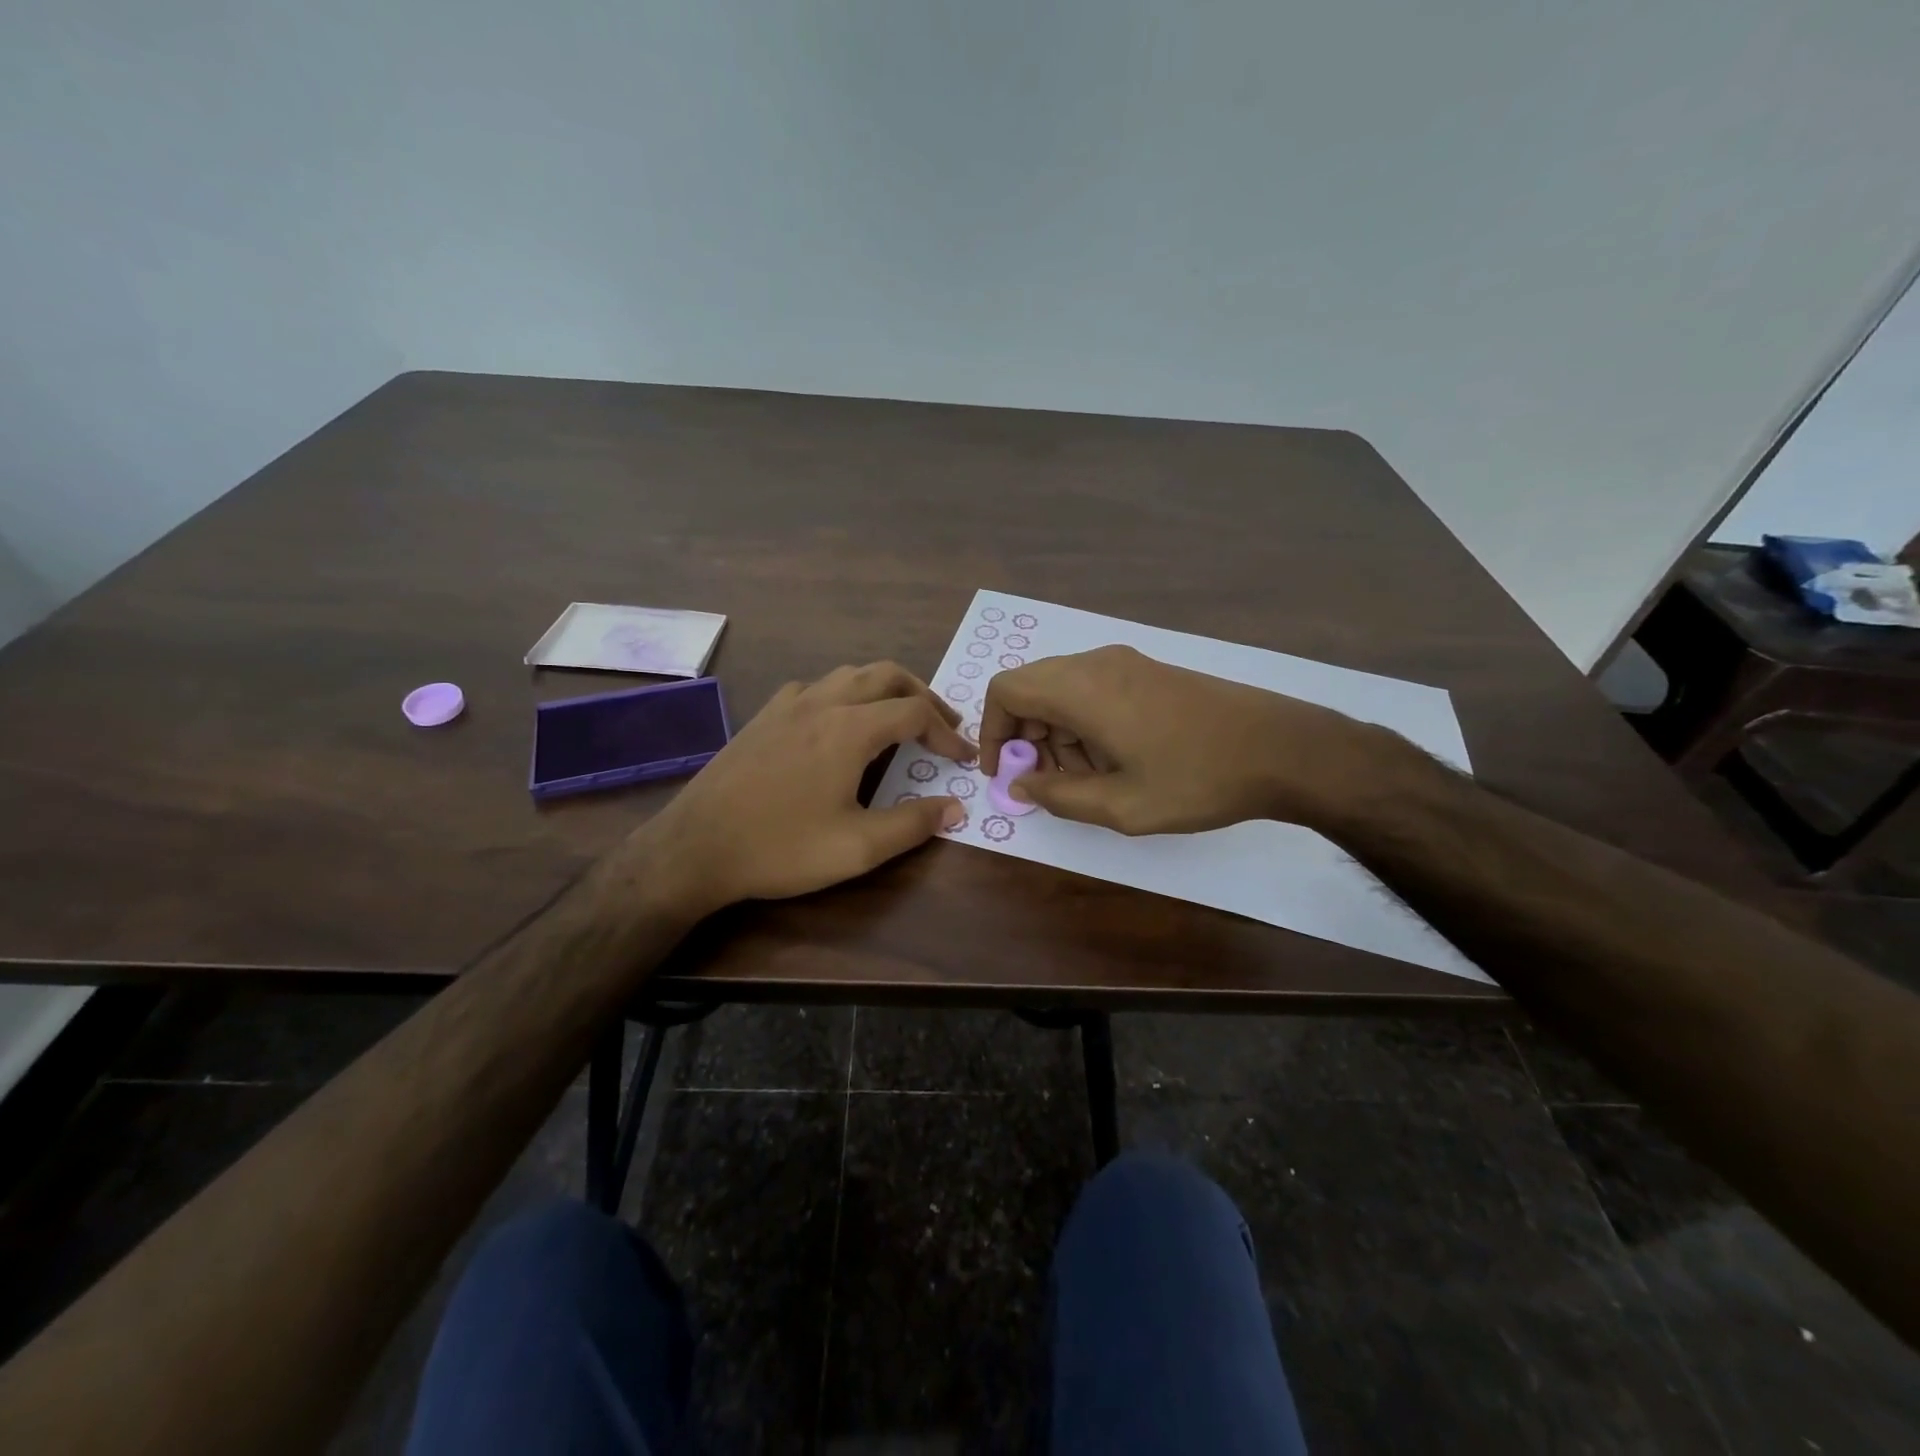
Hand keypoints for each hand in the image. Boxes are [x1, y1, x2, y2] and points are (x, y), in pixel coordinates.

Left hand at [633, 663, 974, 916]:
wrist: (696, 847)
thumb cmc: (781, 848)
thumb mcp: (858, 848)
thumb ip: (913, 824)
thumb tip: (956, 808)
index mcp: (849, 729)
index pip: (915, 712)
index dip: (947, 732)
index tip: (963, 758)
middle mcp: (822, 703)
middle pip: (886, 675)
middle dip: (922, 694)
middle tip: (943, 723)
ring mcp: (787, 705)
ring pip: (849, 674)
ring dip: (884, 689)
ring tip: (899, 717)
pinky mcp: (763, 717)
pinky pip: (814, 687)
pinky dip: (843, 694)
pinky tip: (838, 722)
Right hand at [978, 645, 1388, 835]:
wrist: (1282, 749)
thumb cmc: (1197, 779)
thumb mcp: (1121, 805)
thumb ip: (1060, 796)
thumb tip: (1021, 784)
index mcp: (1082, 688)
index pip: (1006, 689)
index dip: (992, 730)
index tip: (1005, 771)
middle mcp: (1097, 664)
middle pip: (1033, 688)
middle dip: (1028, 736)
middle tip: (1050, 782)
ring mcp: (1126, 663)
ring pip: (1063, 690)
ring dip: (1058, 734)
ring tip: (1089, 779)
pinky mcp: (1149, 671)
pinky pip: (1094, 690)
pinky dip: (1085, 724)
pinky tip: (1116, 761)